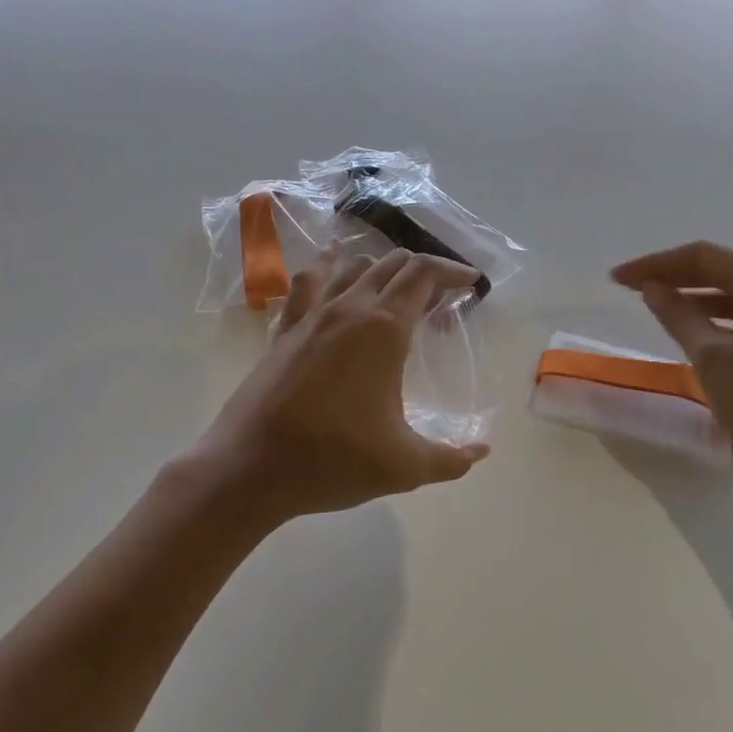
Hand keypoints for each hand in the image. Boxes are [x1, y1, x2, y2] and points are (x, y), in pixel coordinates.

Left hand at [195, 249, 490, 524]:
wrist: (251, 467)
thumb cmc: (333, 460)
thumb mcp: (404, 467)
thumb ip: (451, 460)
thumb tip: (481, 453)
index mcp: (384, 329)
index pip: (423, 275)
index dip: (452, 271)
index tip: (471, 283)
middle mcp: (348, 310)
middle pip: (392, 265)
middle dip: (423, 272)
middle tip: (441, 298)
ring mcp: (311, 317)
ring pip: (352, 267)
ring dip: (381, 269)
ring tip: (396, 290)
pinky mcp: (284, 332)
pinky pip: (307, 283)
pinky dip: (326, 267)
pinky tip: (329, 264)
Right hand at [612, 241, 732, 503]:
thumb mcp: (715, 362)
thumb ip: (680, 318)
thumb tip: (653, 288)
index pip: (706, 258)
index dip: (657, 264)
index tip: (617, 280)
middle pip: (727, 274)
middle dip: (677, 279)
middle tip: (632, 291)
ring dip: (700, 302)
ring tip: (662, 313)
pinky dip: (724, 325)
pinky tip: (703, 340)